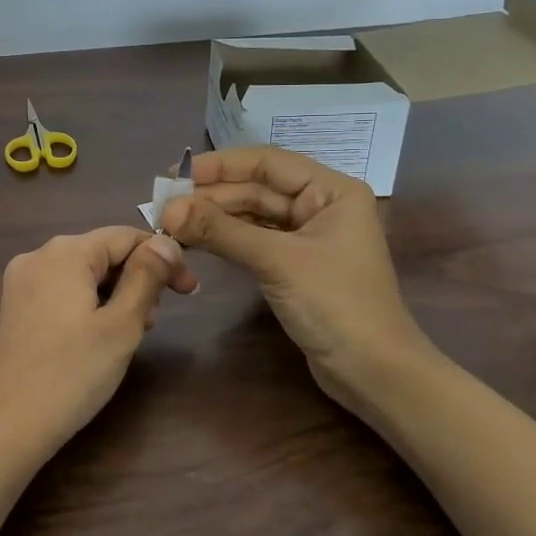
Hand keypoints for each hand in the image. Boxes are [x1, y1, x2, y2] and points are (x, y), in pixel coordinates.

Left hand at [0, 228, 196, 460]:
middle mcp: (37, 256)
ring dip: (114, 294)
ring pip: (82, 274)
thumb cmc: (71, 375)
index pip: (125, 236)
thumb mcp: (121, 326)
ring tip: (131, 332)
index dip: (164, 257)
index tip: (190, 291)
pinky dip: (87, 304)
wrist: (6, 427)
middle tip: (156, 320)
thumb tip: (165, 241)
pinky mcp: (13, 309)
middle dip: (137, 278)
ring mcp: (20, 283)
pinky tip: (98, 337)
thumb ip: (146, 277)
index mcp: (64, 252)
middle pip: (101, 252)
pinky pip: (61, 292)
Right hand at [160, 147, 434, 408]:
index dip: (219, 165)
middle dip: (210, 196)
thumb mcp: (276, 261)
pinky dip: (225, 240)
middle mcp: (320, 206)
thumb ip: (221, 230)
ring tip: (170, 223)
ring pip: (251, 216)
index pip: (267, 163)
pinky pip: (253, 241)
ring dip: (213, 218)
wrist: (373, 373)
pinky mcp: (294, 266)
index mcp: (331, 191)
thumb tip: (167, 209)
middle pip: (256, 189)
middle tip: (162, 206)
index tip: (174, 176)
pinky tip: (194, 241)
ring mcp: (307, 238)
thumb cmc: (335, 304)